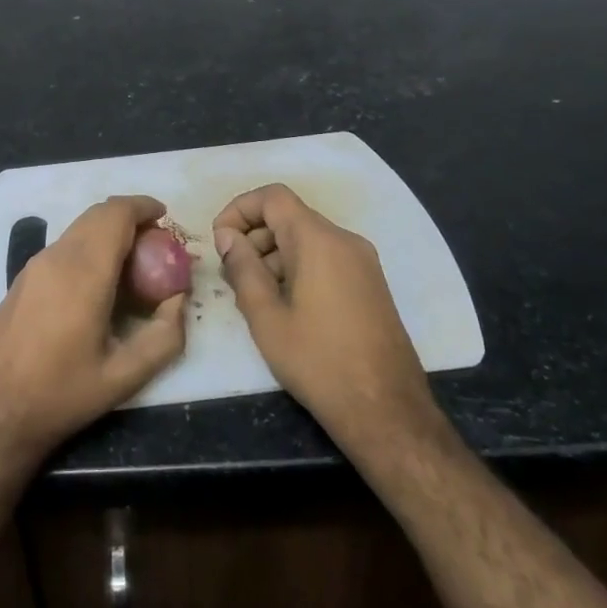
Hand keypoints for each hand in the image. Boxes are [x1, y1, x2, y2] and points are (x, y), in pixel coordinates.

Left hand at [0, 195, 186, 469]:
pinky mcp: (22, 278)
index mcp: (84, 272)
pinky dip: (89, 246)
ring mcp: (34, 265)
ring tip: (133, 264)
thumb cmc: (59, 395)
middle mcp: (57, 257)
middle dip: (130, 218)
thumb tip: (178, 300)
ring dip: (108, 232)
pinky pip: (63, 246)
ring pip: (78, 229)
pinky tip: (99, 282)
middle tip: (156, 243)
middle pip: (97, 214)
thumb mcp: (123, 377)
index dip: (144, 206)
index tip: (166, 218)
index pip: (116, 214)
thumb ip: (163, 336)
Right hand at [213, 184, 443, 453]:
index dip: (239, 209)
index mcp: (319, 240)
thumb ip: (242, 268)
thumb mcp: (266, 316)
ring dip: (273, 256)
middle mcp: (345, 240)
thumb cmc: (318, 361)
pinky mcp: (370, 284)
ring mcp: (363, 262)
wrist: (386, 411)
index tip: (220, 242)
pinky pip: (325, 258)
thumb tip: (227, 237)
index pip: (273, 197)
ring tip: (254, 297)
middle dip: (254, 237)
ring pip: (306, 239)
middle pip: (289, 217)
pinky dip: (297, 268)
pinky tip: (285, 307)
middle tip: (231, 276)